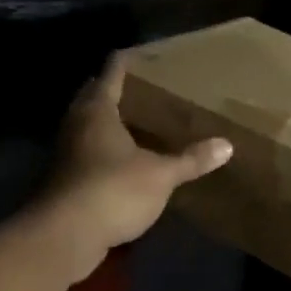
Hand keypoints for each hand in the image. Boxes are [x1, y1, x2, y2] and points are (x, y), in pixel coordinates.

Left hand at [38, 53, 231, 264]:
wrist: (63, 238)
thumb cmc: (113, 190)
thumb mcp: (161, 175)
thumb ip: (191, 159)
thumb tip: (227, 145)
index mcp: (97, 111)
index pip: (111, 73)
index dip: (125, 61)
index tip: (141, 52)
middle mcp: (77, 125)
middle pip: (92, 96)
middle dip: (112, 89)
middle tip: (143, 87)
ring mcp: (66, 153)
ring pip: (87, 126)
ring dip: (107, 122)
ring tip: (137, 120)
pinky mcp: (65, 180)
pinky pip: (86, 153)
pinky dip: (103, 150)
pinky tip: (124, 159)